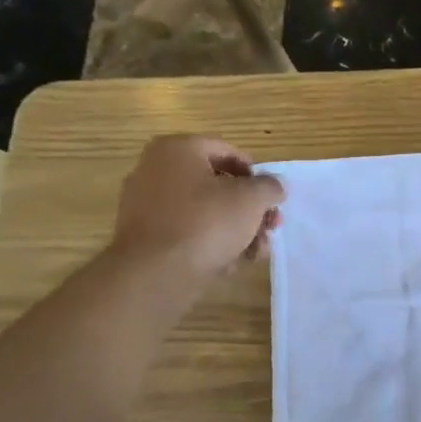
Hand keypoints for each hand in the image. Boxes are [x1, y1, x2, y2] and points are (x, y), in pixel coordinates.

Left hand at [107, 135, 284, 302]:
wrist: (156, 272)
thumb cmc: (207, 222)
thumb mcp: (252, 199)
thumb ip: (270, 187)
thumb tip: (275, 186)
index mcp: (178, 149)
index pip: (227, 151)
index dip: (256, 174)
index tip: (271, 198)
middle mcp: (156, 169)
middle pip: (217, 185)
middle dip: (250, 209)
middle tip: (269, 228)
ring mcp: (146, 203)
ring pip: (204, 211)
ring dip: (236, 230)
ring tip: (255, 252)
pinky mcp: (145, 235)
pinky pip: (186, 231)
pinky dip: (210, 242)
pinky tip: (229, 263)